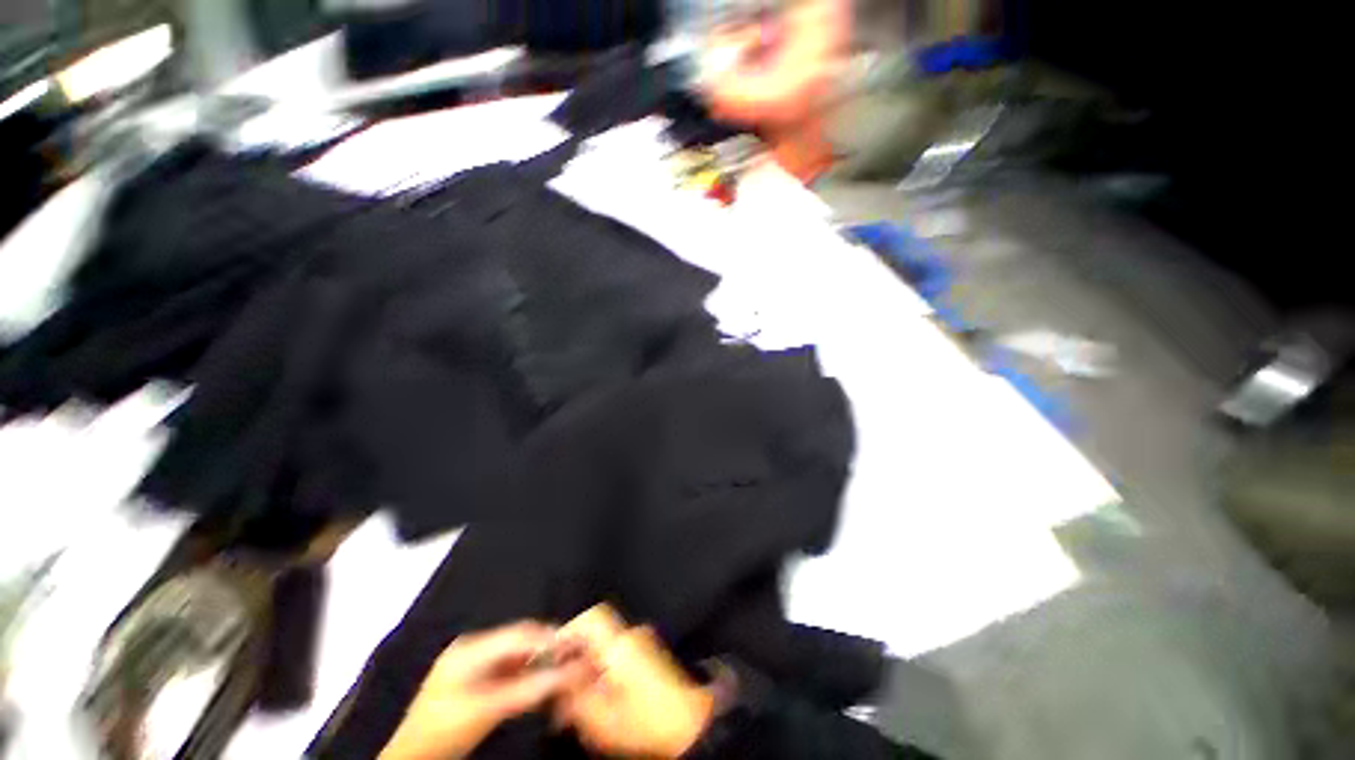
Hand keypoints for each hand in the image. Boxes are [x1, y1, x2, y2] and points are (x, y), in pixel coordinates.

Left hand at [380, 621, 585, 759]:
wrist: (410, 758)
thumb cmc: (444, 731)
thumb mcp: (487, 711)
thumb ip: (528, 689)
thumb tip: (569, 672)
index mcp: (472, 648)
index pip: (520, 633)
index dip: (549, 638)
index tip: (576, 646)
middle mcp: (473, 646)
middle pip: (519, 639)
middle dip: (547, 646)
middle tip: (574, 656)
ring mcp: (472, 661)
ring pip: (515, 652)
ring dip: (538, 659)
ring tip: (562, 668)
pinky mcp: (473, 677)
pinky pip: (507, 666)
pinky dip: (526, 671)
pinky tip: (539, 680)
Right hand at [554, 605, 714, 758]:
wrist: (691, 725)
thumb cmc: (645, 721)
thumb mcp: (602, 717)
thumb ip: (574, 696)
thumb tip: (556, 680)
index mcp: (620, 643)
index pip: (592, 617)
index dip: (569, 630)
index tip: (552, 654)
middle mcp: (632, 635)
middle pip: (596, 634)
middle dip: (575, 656)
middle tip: (561, 686)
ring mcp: (644, 643)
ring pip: (606, 647)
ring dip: (589, 667)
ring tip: (578, 699)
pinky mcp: (651, 656)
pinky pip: (619, 654)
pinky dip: (605, 670)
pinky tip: (600, 697)